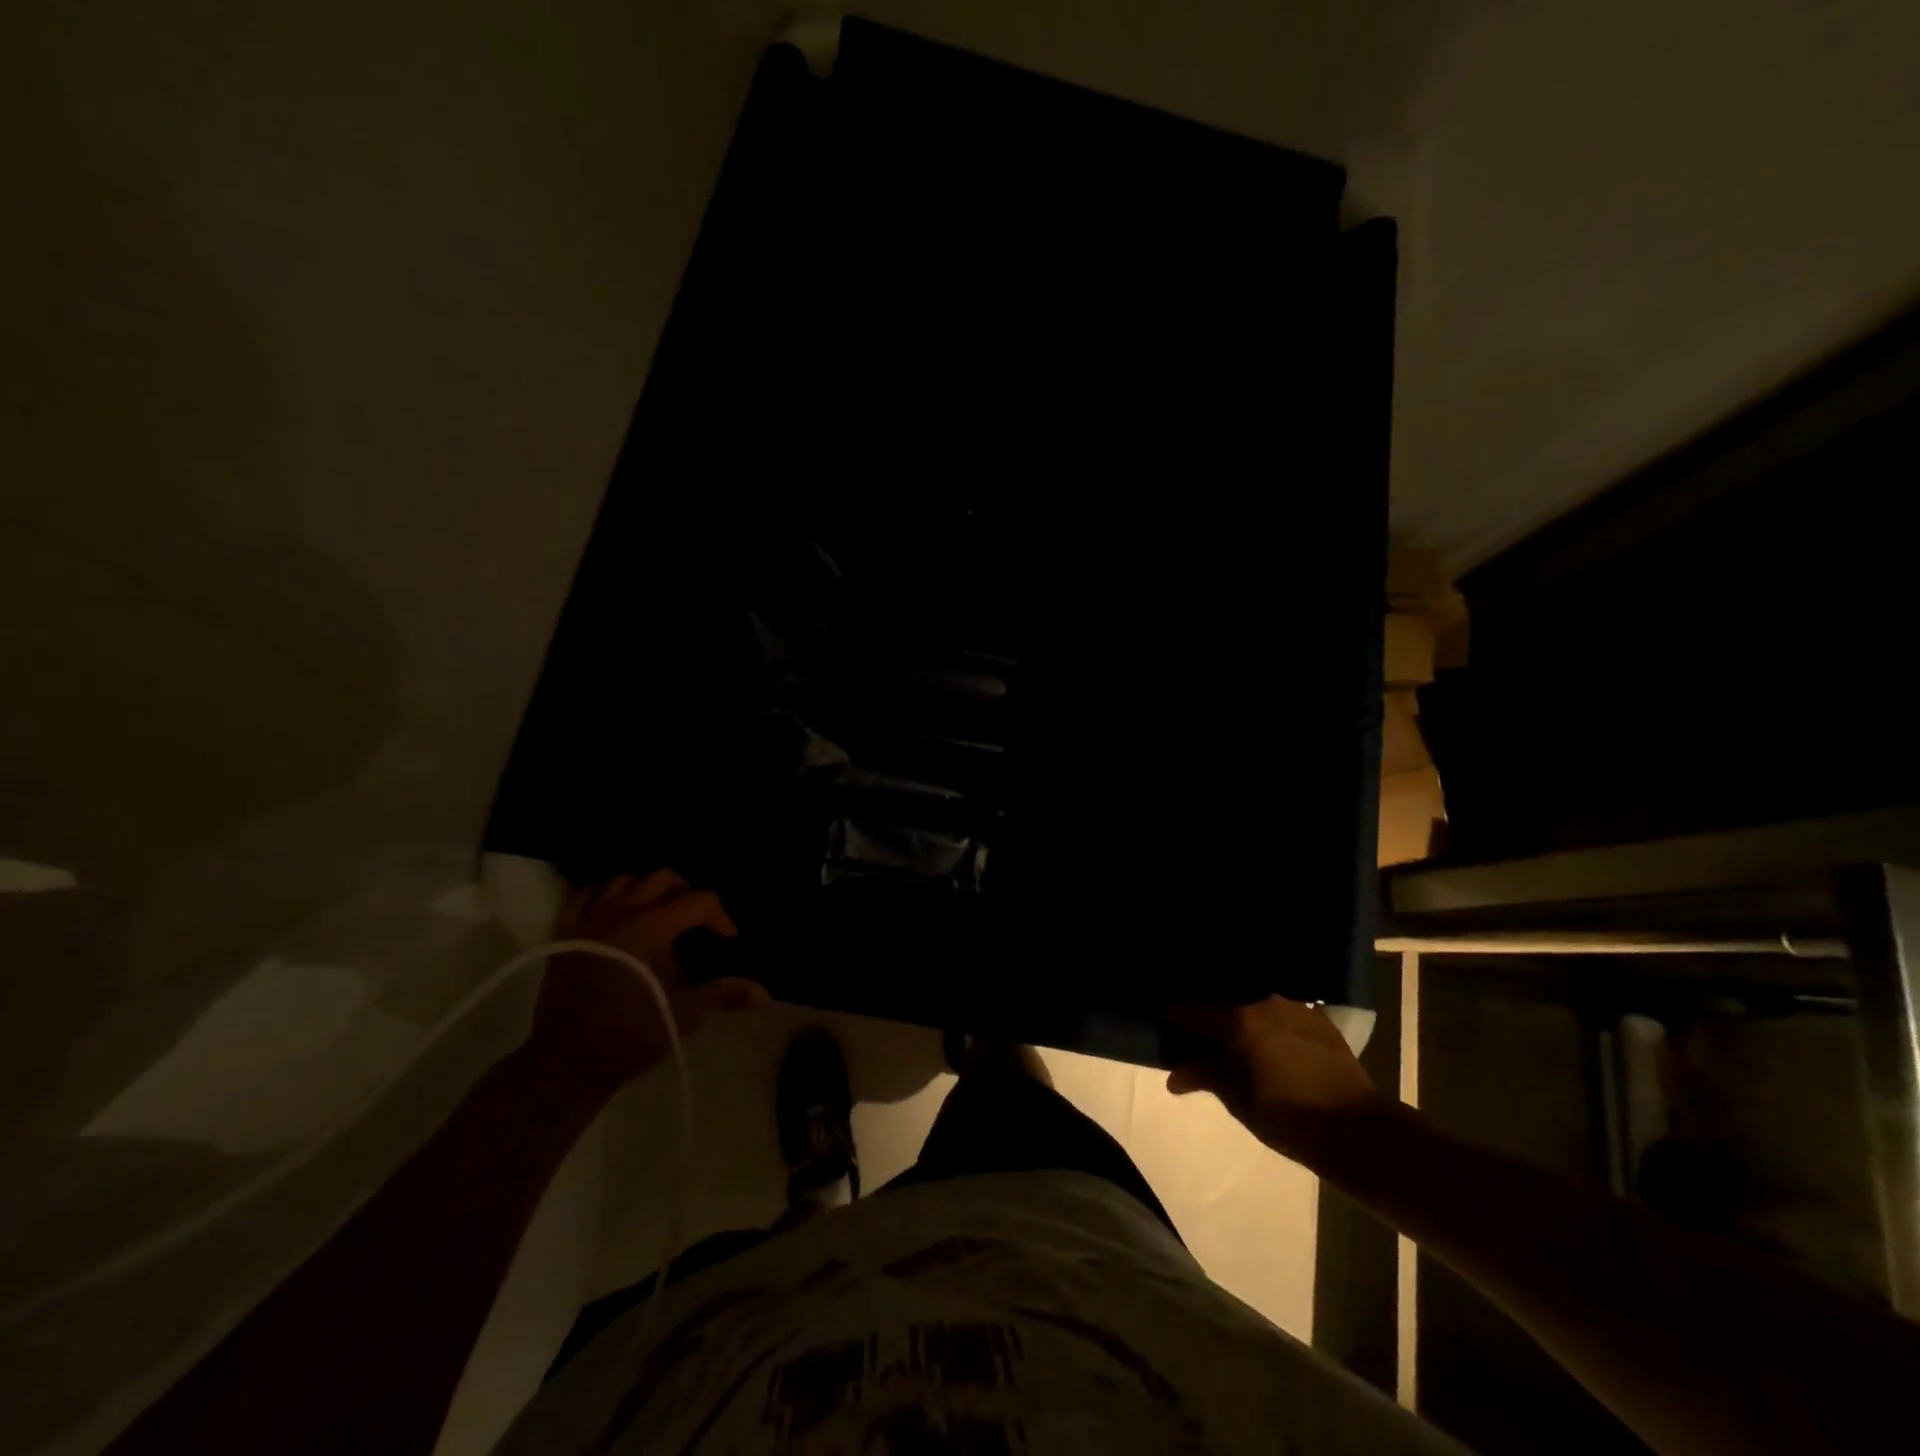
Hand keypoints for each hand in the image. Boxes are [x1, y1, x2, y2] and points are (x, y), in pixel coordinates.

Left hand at [527, 870, 765, 1093]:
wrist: (567, 1062)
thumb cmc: (630, 1034)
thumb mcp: (684, 1013)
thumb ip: (723, 993)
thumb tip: (762, 994)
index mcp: (650, 927)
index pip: (698, 900)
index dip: (720, 916)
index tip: (728, 939)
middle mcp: (619, 912)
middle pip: (663, 878)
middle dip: (688, 893)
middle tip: (699, 921)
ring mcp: (588, 920)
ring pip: (625, 880)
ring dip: (649, 890)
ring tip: (661, 912)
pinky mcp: (566, 933)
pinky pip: (587, 895)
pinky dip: (608, 894)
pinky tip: (619, 910)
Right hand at [1164, 996, 1395, 1168]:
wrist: (1358, 1129)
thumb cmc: (1288, 1117)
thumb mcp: (1237, 1100)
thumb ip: (1204, 1076)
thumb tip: (1173, 1075)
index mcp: (1237, 1020)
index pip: (1191, 1012)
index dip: (1173, 1018)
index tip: (1161, 1022)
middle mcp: (1263, 1002)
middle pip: (1224, 1005)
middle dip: (1209, 1019)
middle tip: (1199, 1036)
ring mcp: (1294, 1007)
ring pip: (1255, 1007)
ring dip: (1242, 1020)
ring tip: (1236, 1040)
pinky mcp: (1319, 1019)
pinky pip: (1282, 1015)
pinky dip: (1270, 1025)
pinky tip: (1271, 1043)